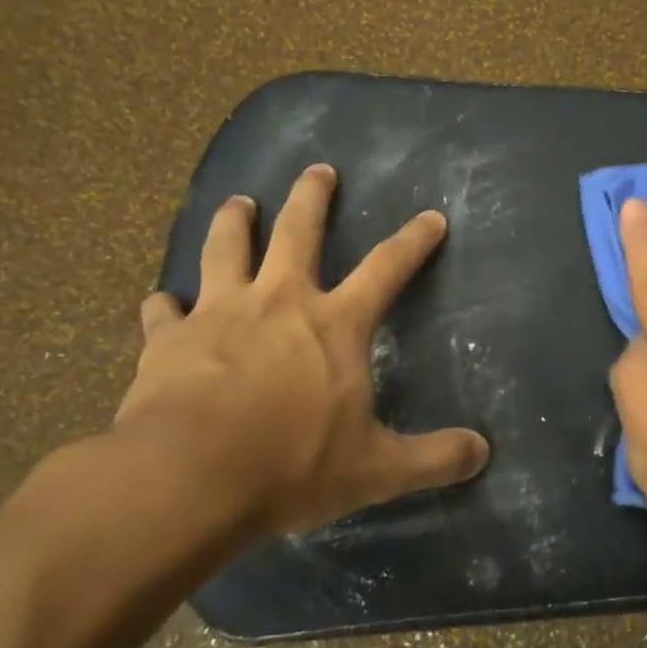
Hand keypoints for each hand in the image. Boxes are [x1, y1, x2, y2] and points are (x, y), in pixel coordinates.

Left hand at [114, 164, 489, 543]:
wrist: (189, 478)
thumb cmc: (292, 466)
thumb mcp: (376, 470)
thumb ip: (433, 459)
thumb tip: (483, 452)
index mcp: (334, 324)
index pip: (387, 268)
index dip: (413, 241)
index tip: (431, 217)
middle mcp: (278, 301)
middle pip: (297, 230)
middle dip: (311, 196)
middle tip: (318, 170)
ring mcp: (218, 313)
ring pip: (225, 247)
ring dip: (233, 221)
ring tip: (238, 202)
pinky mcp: (168, 338)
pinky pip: (164, 310)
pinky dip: (165, 304)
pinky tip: (163, 303)